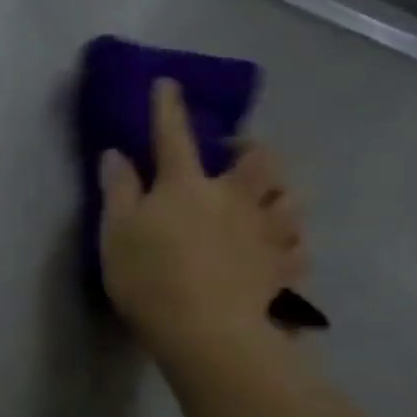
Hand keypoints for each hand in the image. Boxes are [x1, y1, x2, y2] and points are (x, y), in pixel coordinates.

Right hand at [99, 80, 306, 367]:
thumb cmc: (150, 277)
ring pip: (291, 198)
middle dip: (251, 145)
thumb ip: (118, 189)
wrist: (206, 332)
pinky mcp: (283, 268)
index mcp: (187, 184)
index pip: (174, 135)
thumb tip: (116, 154)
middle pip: (259, 158)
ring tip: (268, 197)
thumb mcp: (116, 231)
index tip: (168, 84)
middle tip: (237, 151)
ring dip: (281, 190)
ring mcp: (265, 232)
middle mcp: (233, 198)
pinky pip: (299, 246)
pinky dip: (292, 239)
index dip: (168, 107)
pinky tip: (282, 245)